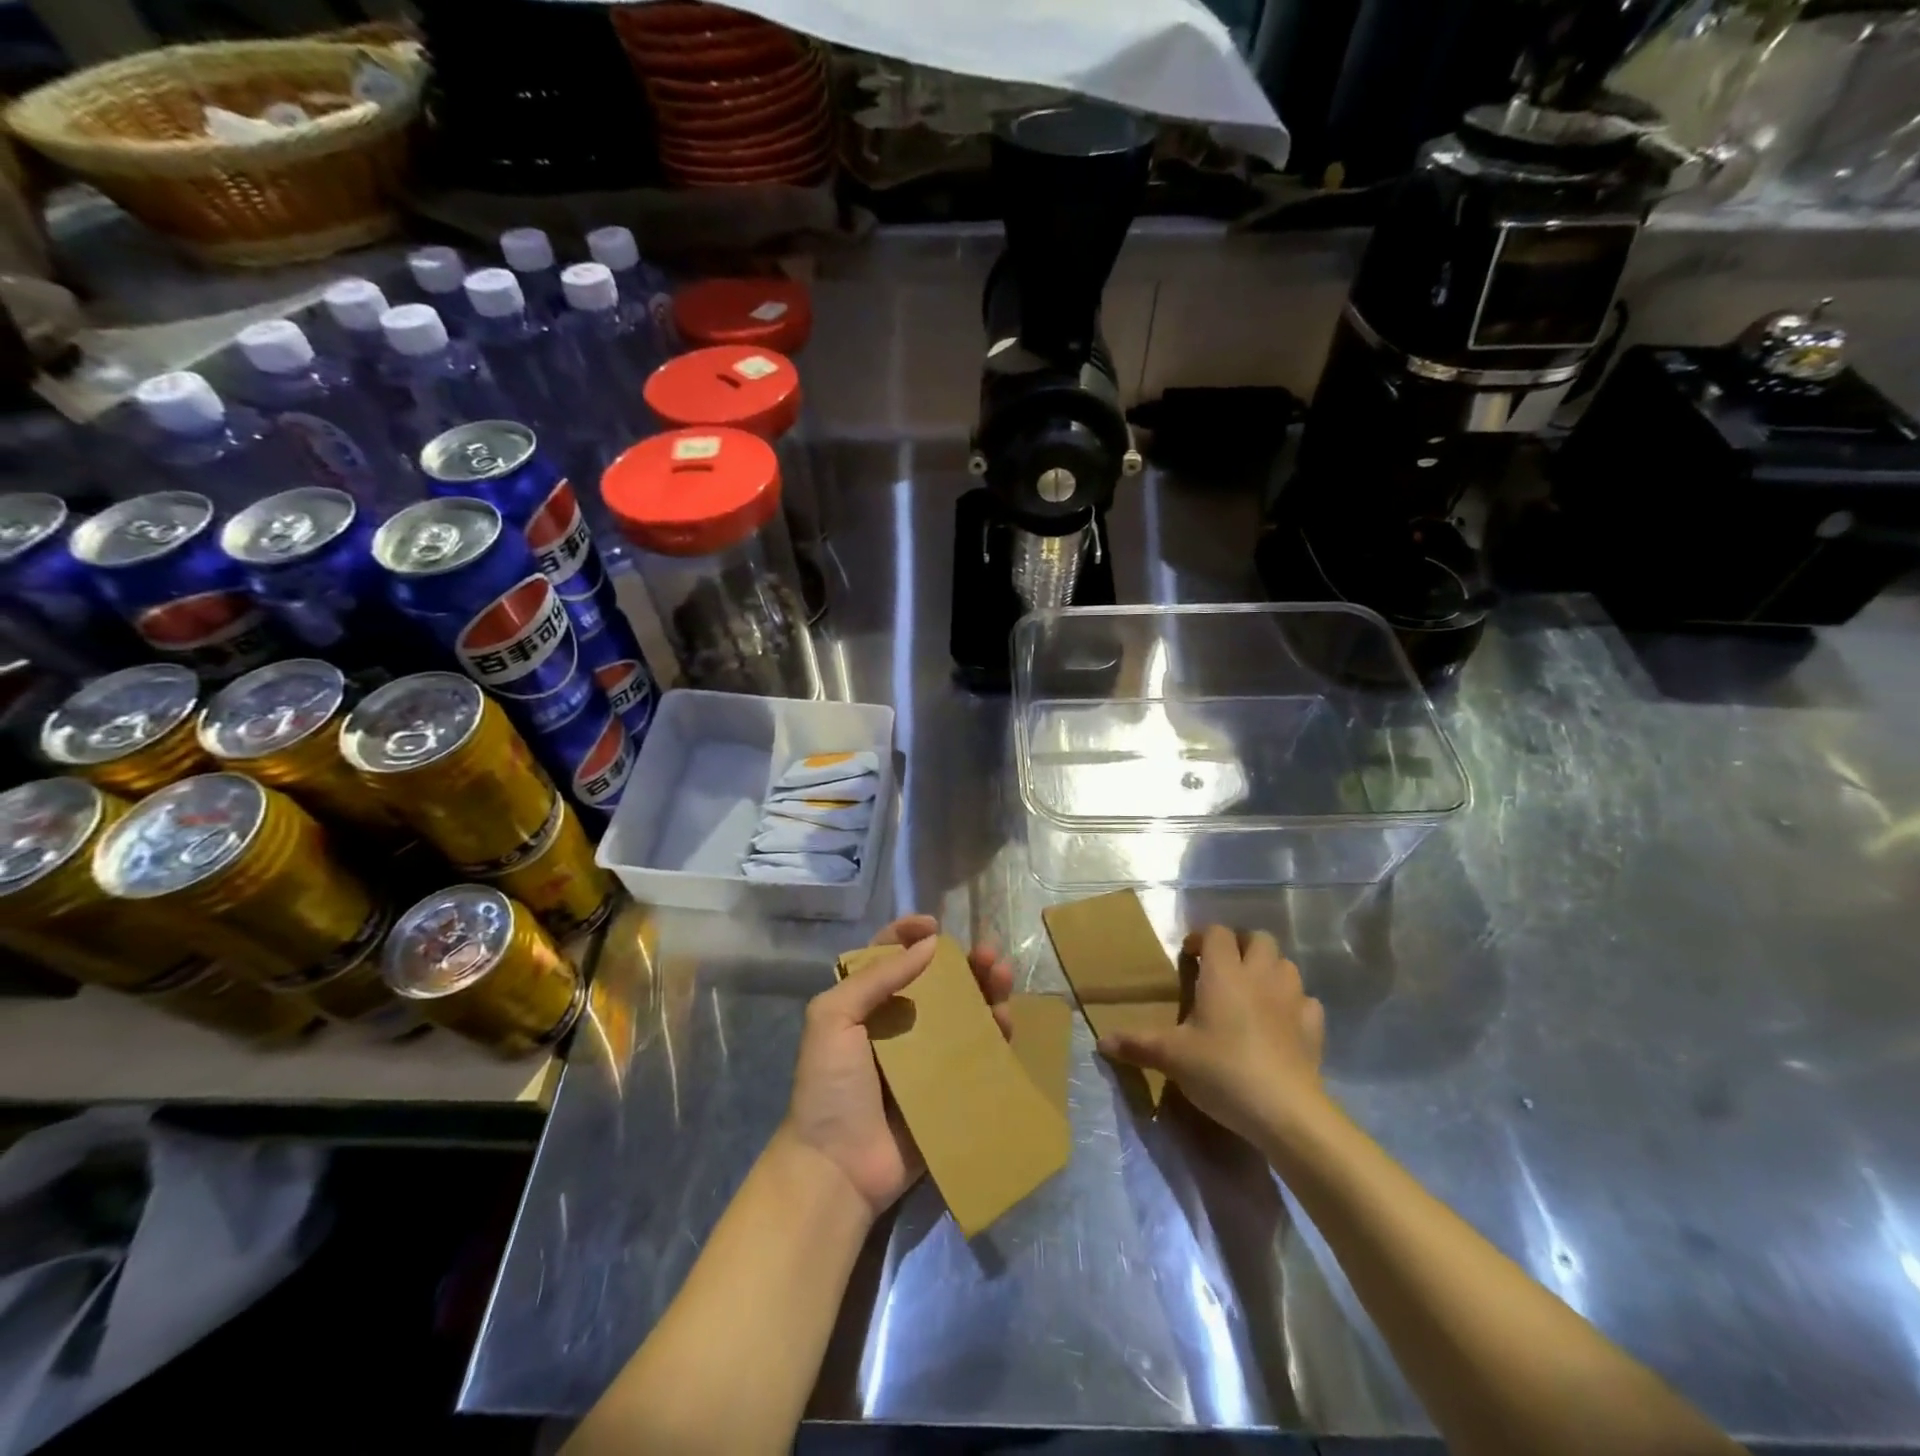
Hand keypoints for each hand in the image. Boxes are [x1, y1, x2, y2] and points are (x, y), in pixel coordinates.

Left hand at [780, 914, 1013, 1218]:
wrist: (838, 1167)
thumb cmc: (830, 1086)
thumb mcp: (833, 1018)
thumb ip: (876, 977)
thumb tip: (930, 944)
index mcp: (865, 1003)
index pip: (890, 956)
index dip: (910, 935)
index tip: (934, 925)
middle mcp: (899, 1023)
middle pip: (938, 981)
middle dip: (965, 962)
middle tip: (987, 954)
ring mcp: (928, 1056)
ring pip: (964, 1012)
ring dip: (986, 989)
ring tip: (1002, 977)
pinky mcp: (950, 1086)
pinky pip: (978, 1053)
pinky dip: (995, 1032)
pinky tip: (1005, 1019)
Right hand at [1099, 925, 1327, 1147]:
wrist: (1285, 1111)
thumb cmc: (1222, 1071)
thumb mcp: (1172, 1057)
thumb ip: (1136, 1044)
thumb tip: (1101, 1041)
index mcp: (1224, 973)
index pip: (1218, 933)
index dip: (1202, 939)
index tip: (1189, 959)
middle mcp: (1260, 976)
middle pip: (1259, 938)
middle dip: (1241, 946)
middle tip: (1222, 970)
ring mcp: (1292, 999)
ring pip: (1286, 965)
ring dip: (1269, 970)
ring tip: (1252, 992)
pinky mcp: (1314, 1027)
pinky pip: (1306, 1001)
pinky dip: (1294, 1004)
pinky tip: (1280, 1022)